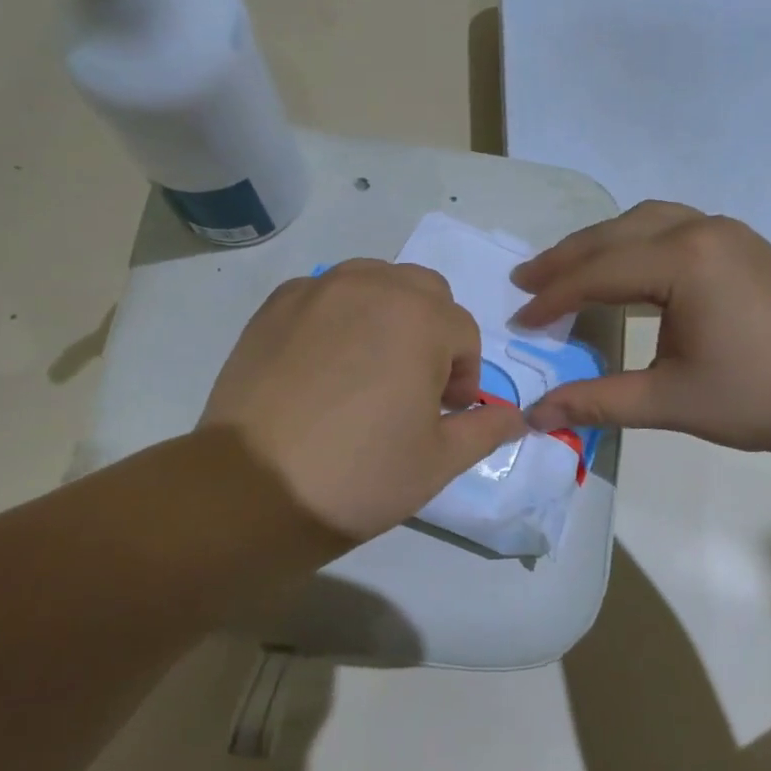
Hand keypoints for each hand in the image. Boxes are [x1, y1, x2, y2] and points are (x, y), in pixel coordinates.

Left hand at [200, 260, 528, 542]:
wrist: (254, 490)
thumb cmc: (360, 475)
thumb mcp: (439, 461)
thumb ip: (485, 429)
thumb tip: (517, 417)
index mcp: (420, 318)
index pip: (463, 331)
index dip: (464, 375)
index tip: (445, 413)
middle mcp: (370, 287)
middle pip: (423, 291)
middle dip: (432, 331)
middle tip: (413, 385)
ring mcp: (316, 291)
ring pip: (373, 281)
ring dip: (388, 314)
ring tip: (370, 367)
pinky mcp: (274, 306)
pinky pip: (324, 293)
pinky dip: (338, 315)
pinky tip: (323, 364)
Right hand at [513, 202, 770, 458]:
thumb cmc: (764, 397)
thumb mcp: (672, 401)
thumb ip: (598, 401)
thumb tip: (533, 415)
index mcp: (684, 261)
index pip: (598, 274)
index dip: (553, 299)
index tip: (518, 322)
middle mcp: (701, 229)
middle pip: (614, 235)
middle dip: (565, 260)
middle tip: (524, 282)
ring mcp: (726, 231)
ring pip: (643, 222)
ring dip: (599, 244)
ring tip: (564, 269)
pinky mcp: (741, 244)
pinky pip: (670, 226)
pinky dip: (633, 241)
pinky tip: (624, 264)